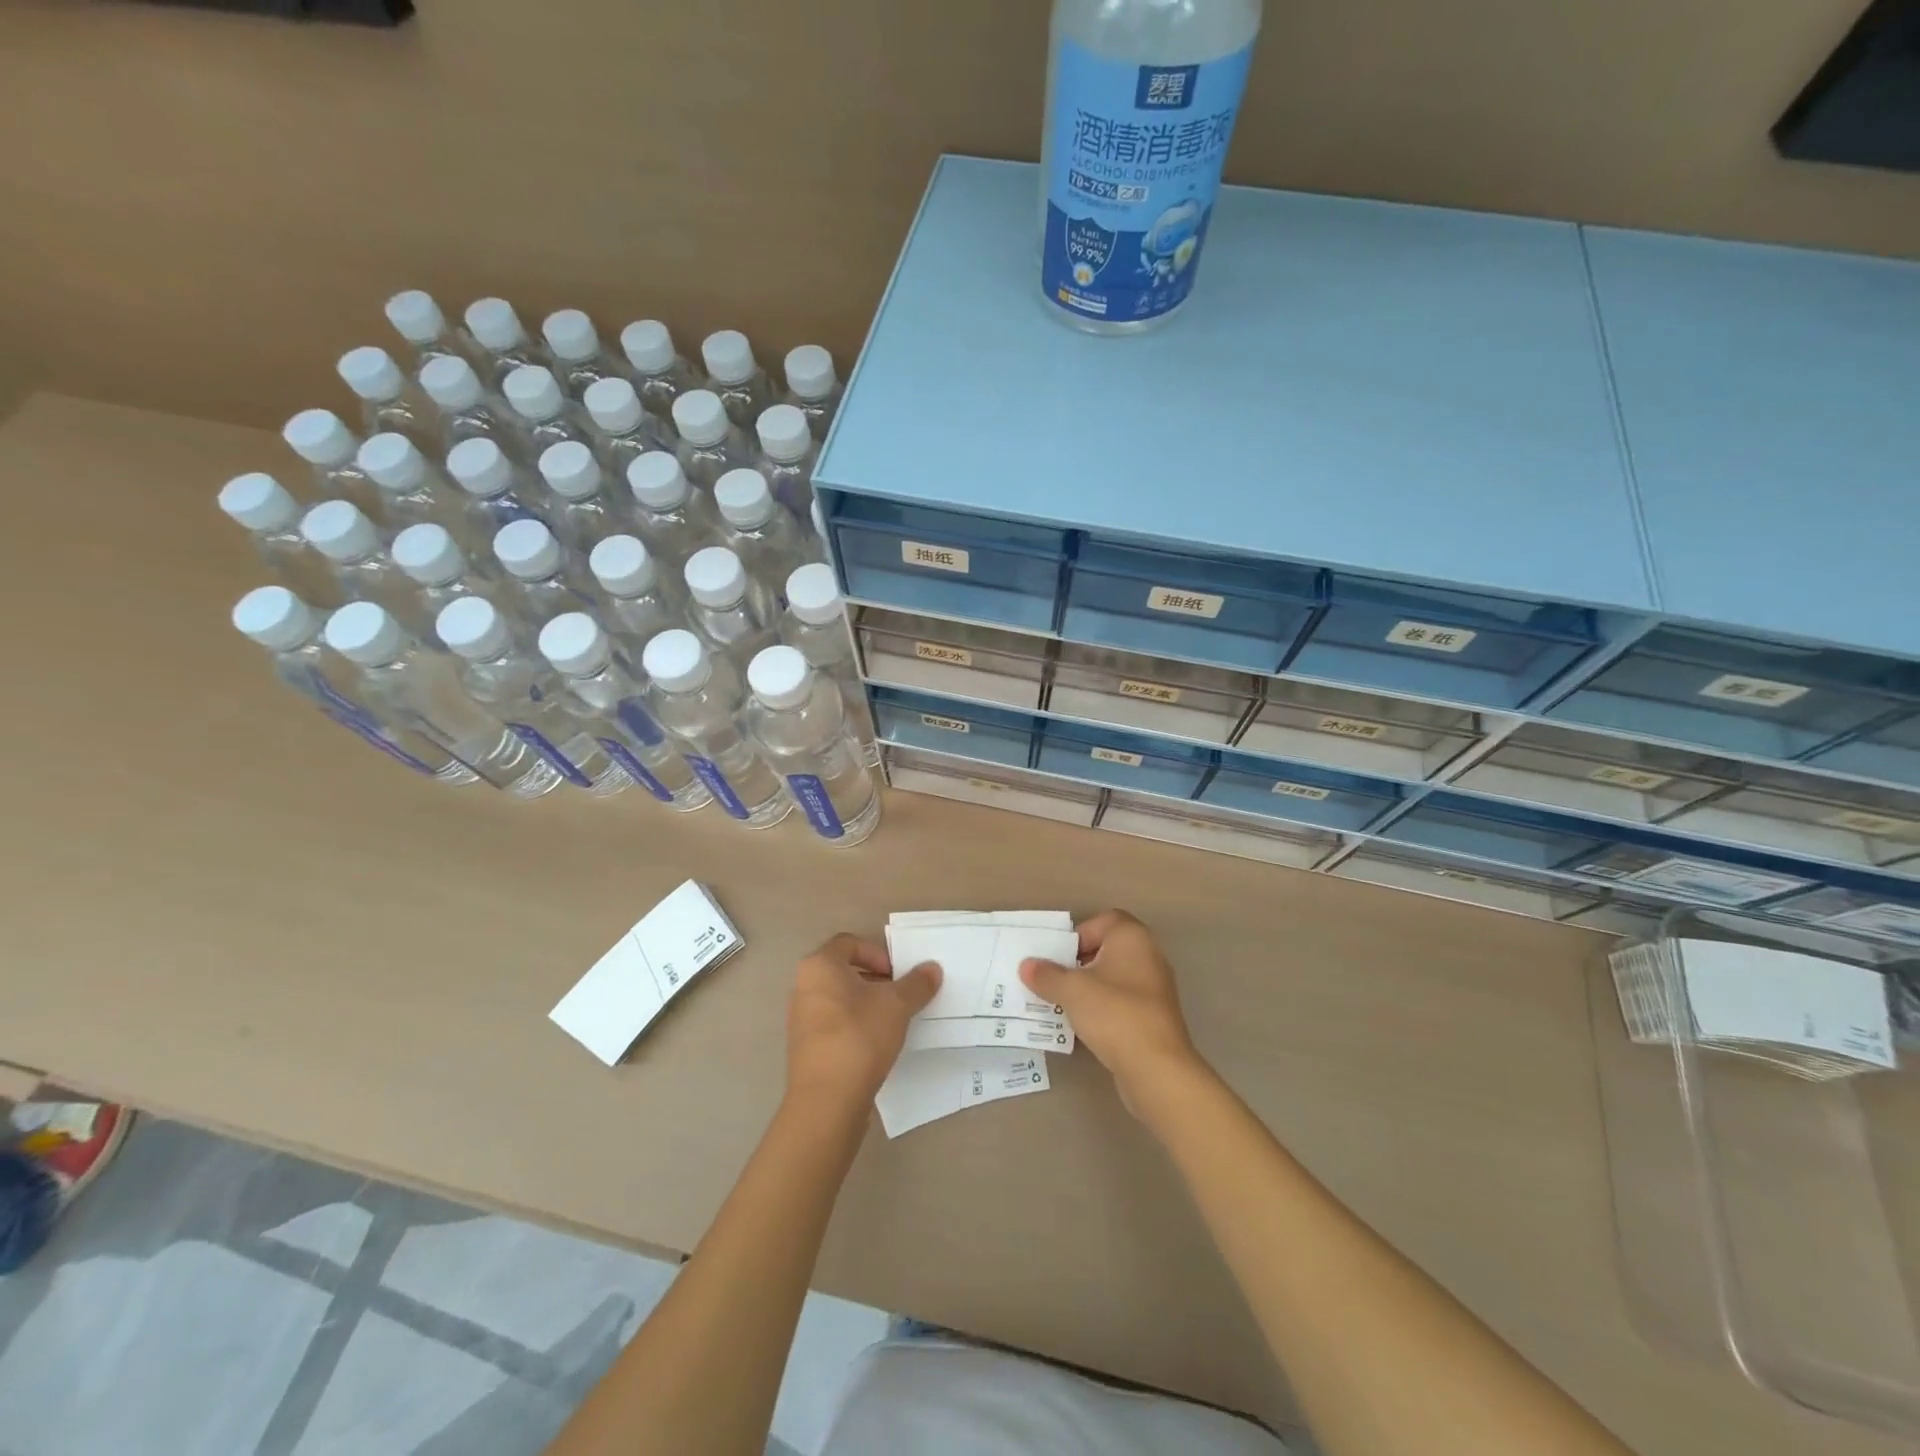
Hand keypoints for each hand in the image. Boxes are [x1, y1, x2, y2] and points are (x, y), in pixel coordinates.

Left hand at [786, 933, 940, 1115]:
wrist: (826, 1101)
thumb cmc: (859, 1037)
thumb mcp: (897, 1005)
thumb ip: (916, 984)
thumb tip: (933, 968)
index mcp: (819, 966)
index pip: (849, 943)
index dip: (878, 953)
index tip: (898, 975)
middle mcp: (803, 986)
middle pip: (843, 971)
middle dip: (875, 980)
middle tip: (900, 996)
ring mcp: (800, 1019)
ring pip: (839, 1000)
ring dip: (866, 1004)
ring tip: (892, 1022)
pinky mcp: (804, 1048)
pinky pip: (833, 1025)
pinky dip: (854, 1026)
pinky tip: (875, 1045)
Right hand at [1020, 910, 1205, 1117]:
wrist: (1156, 1068)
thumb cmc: (1114, 1013)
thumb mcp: (1071, 990)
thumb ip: (1047, 975)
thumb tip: (1027, 965)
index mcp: (1132, 937)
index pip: (1103, 921)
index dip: (1078, 935)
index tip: (1059, 957)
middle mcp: (1148, 956)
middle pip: (1107, 950)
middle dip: (1078, 964)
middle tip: (1055, 980)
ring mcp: (1155, 989)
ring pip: (1113, 979)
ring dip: (1088, 989)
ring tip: (1062, 1005)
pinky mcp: (1154, 1018)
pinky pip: (1121, 1003)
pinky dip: (1102, 1010)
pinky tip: (1082, 1028)